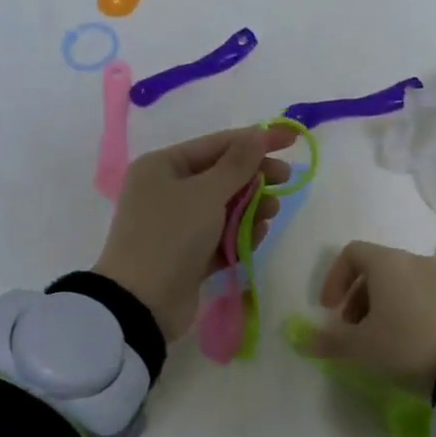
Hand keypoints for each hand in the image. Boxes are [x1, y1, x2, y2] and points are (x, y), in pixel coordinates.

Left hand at [94, 127, 295, 340]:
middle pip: (221, 175)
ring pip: (223, 207)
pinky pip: (219, 236)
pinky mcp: (186, 255)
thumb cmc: (171, 236)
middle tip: (285, 179)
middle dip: (254, 177)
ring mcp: (176, 225)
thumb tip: (257, 133)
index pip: (217, 144)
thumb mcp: (206, 193)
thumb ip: (237, 164)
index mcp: (162, 166)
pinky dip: (239, 233)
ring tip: (271, 212)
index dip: (255, 139)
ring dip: (251, 206)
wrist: (142, 303)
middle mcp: (166, 190)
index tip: (293, 139)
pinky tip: (258, 235)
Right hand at [308, 242, 435, 394]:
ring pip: (401, 281)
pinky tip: (409, 340)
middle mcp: (415, 261)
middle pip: (377, 268)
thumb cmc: (406, 345)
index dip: (334, 278)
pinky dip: (408, 308)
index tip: (329, 309)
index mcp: (387, 263)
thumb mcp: (361, 347)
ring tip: (380, 337)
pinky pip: (424, 293)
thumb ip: (331, 341)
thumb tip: (308, 342)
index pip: (352, 253)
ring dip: (382, 303)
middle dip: (357, 295)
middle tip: (352, 327)